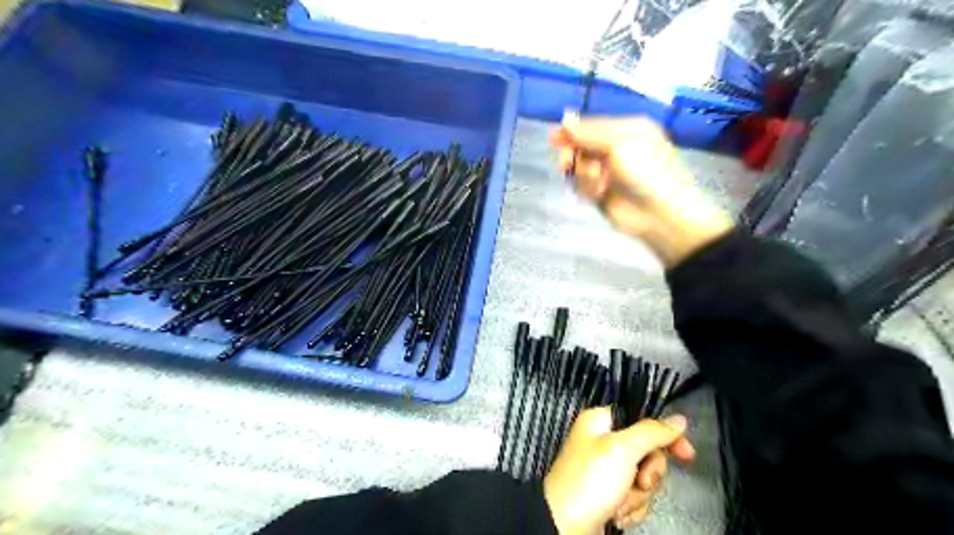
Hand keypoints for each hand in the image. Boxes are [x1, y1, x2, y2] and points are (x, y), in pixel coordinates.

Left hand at [543, 407, 693, 531]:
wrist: (565, 527)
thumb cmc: (590, 481)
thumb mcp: (622, 450)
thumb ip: (652, 432)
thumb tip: (678, 419)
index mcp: (601, 421)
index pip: (643, 419)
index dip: (666, 436)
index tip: (686, 455)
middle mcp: (603, 441)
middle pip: (648, 451)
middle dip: (648, 474)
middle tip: (639, 482)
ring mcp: (607, 470)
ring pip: (644, 477)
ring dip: (638, 495)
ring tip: (618, 503)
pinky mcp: (610, 494)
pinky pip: (635, 496)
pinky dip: (631, 507)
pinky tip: (616, 514)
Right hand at [548, 114, 731, 268]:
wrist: (659, 214)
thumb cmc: (646, 172)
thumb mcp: (619, 144)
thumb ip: (589, 133)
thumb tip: (565, 118)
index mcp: (626, 130)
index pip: (591, 125)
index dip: (571, 131)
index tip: (553, 137)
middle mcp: (616, 148)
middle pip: (581, 146)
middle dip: (573, 154)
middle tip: (566, 163)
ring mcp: (608, 171)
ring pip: (579, 167)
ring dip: (584, 175)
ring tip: (598, 184)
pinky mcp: (601, 192)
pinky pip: (582, 185)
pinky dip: (587, 188)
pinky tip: (599, 194)